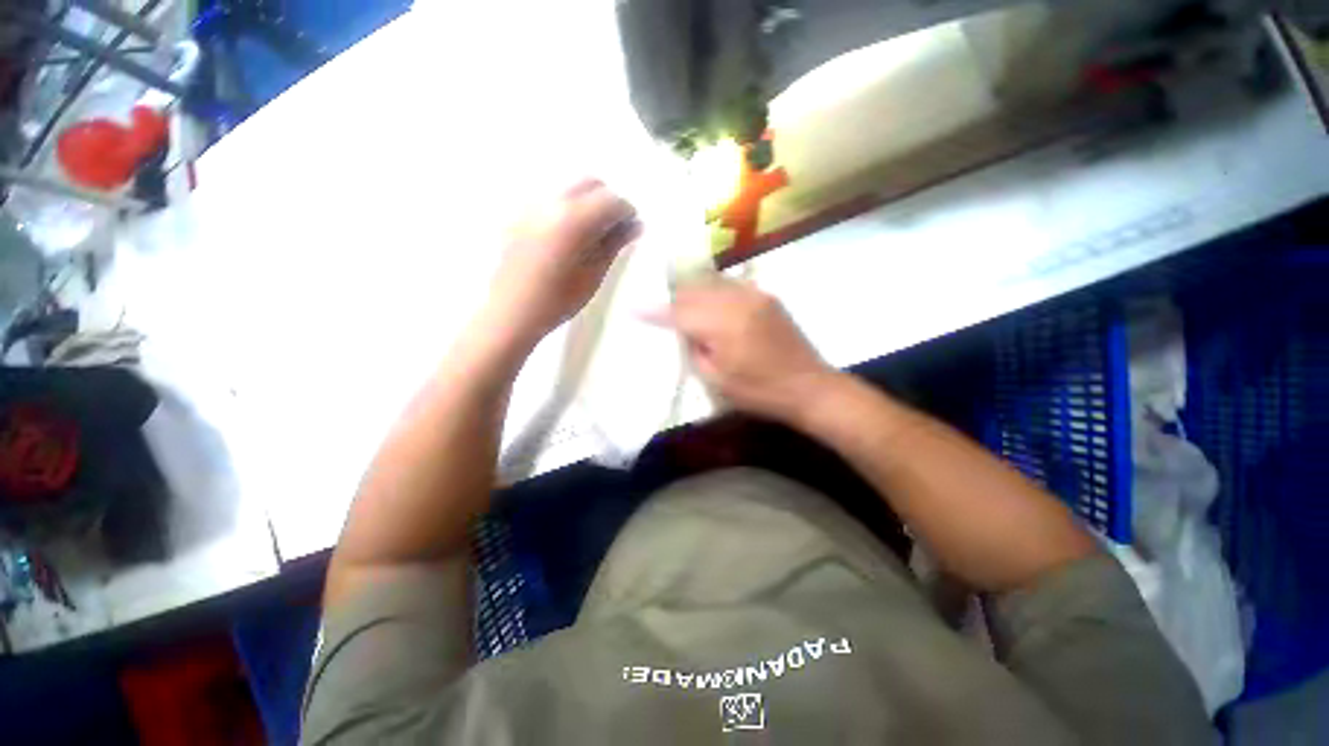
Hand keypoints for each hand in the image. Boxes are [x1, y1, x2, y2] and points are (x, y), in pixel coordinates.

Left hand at [486, 179, 639, 345]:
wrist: (511, 313)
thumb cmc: (557, 301)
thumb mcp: (593, 275)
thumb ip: (615, 245)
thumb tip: (635, 225)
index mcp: (573, 219)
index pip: (611, 200)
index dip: (627, 213)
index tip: (631, 229)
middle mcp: (551, 202)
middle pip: (589, 182)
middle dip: (607, 200)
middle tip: (613, 228)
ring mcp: (531, 205)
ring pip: (568, 188)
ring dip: (587, 202)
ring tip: (591, 234)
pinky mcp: (519, 215)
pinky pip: (551, 199)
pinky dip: (567, 208)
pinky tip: (567, 237)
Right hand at [659, 279, 838, 424]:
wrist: (810, 387)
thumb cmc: (760, 392)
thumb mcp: (718, 380)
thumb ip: (695, 350)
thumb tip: (684, 331)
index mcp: (724, 325)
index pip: (679, 311)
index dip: (655, 310)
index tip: (634, 308)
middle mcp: (738, 301)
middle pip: (695, 291)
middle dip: (673, 298)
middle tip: (657, 307)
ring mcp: (756, 295)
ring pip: (712, 283)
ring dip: (692, 292)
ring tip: (679, 302)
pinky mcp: (767, 296)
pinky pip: (731, 285)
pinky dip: (714, 291)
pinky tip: (708, 301)